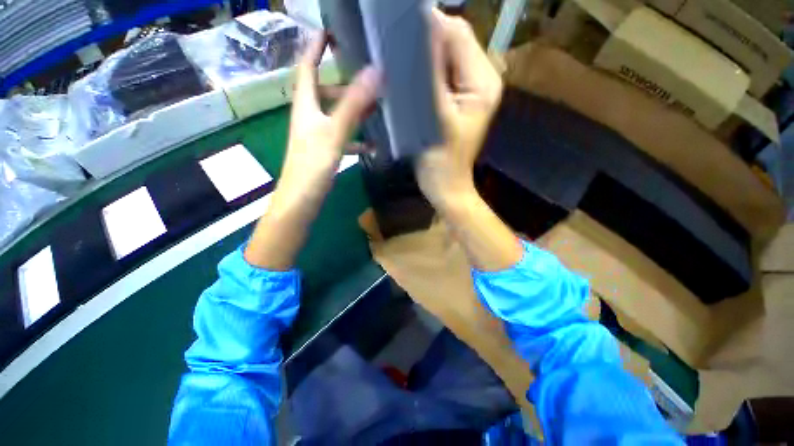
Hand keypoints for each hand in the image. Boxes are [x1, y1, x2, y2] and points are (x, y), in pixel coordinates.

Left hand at [278, 34, 379, 201]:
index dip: (315, 46)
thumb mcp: (334, 132)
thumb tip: (374, 72)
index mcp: (306, 105)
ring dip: (352, 111)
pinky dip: (355, 138)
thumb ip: (353, 104)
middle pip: (324, 91)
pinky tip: (371, 145)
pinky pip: (340, 137)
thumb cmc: (313, 164)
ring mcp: (315, 134)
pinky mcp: (323, 151)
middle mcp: (308, 116)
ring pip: (334, 114)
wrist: (302, 199)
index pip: (307, 66)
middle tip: (365, 80)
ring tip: (374, 109)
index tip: (329, 31)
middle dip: (343, 83)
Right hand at [416, 10, 503, 208]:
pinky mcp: (455, 99)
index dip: (429, 25)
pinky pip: (438, 75)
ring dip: (421, 56)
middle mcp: (480, 78)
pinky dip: (422, 71)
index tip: (397, 28)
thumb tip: (419, 32)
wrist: (445, 186)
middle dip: (424, 40)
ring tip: (397, 61)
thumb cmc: (441, 161)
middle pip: (452, 42)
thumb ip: (428, 76)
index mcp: (482, 82)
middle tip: (394, 46)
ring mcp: (467, 89)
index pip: (457, 35)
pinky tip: (407, 78)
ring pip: (443, 57)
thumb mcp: (435, 118)